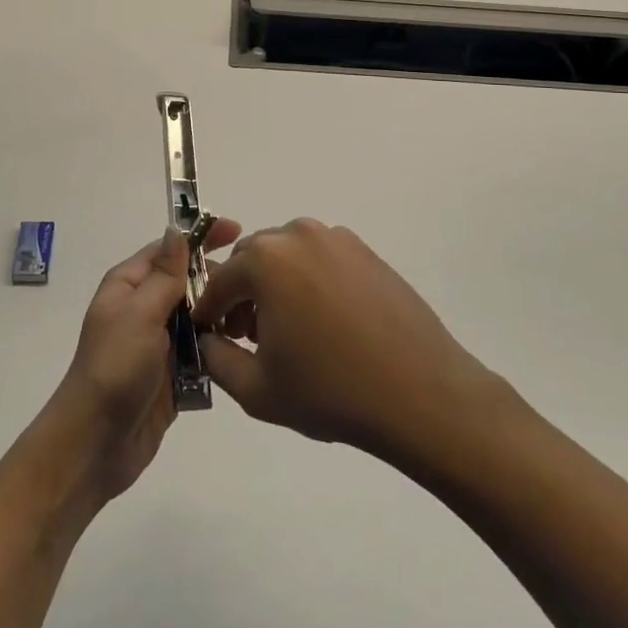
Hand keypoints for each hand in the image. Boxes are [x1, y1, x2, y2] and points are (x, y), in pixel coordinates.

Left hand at [42, 219, 242, 505]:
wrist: (96, 444)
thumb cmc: (114, 367)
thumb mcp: (139, 313)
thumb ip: (164, 274)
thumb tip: (177, 229)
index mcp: (129, 285)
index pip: (170, 250)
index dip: (201, 238)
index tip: (238, 231)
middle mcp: (144, 308)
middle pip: (189, 282)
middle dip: (219, 280)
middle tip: (253, 290)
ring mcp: (159, 342)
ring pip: (200, 316)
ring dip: (223, 315)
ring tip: (252, 322)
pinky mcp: (174, 374)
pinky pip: (203, 351)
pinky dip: (220, 347)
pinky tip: (245, 348)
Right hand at [193, 219, 493, 463]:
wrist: (421, 393)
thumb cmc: (331, 391)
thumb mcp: (256, 388)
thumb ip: (215, 358)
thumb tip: (207, 339)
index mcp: (266, 260)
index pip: (219, 281)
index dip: (208, 312)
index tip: (210, 337)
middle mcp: (298, 234)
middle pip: (252, 260)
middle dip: (242, 294)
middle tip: (249, 337)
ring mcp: (337, 239)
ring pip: (286, 256)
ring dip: (275, 285)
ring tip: (289, 332)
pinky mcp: (366, 251)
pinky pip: (320, 259)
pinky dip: (309, 282)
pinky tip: (325, 323)